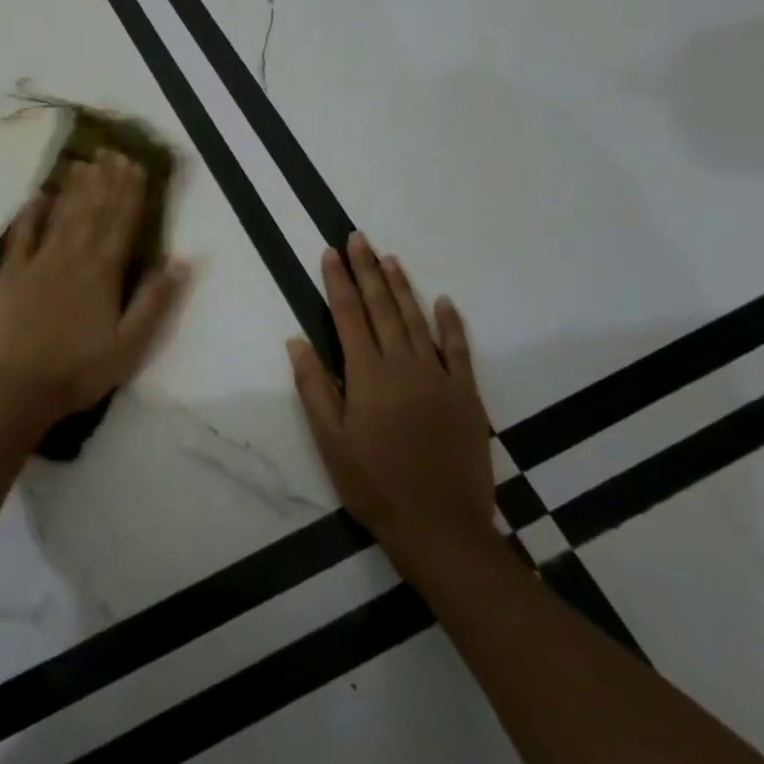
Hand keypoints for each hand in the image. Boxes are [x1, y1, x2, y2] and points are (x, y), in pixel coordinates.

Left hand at [0, 151, 189, 428]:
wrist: (18, 388)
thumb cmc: (80, 370)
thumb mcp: (131, 345)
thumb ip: (154, 301)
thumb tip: (179, 261)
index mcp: (103, 274)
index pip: (121, 224)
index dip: (130, 194)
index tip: (135, 166)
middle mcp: (72, 258)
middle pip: (93, 212)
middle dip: (105, 181)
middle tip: (112, 152)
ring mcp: (38, 263)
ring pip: (61, 216)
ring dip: (75, 189)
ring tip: (85, 163)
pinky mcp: (10, 274)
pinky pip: (21, 235)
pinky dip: (29, 213)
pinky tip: (37, 194)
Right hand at [288, 234, 495, 554]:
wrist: (439, 525)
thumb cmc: (374, 484)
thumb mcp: (330, 440)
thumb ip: (314, 387)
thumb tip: (297, 340)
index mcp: (367, 375)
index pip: (348, 315)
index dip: (338, 281)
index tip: (330, 252)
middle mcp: (404, 365)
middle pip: (382, 307)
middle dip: (367, 270)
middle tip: (358, 238)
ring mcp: (439, 377)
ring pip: (417, 320)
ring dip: (401, 286)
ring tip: (389, 258)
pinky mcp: (466, 394)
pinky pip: (458, 349)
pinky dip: (450, 323)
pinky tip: (443, 300)